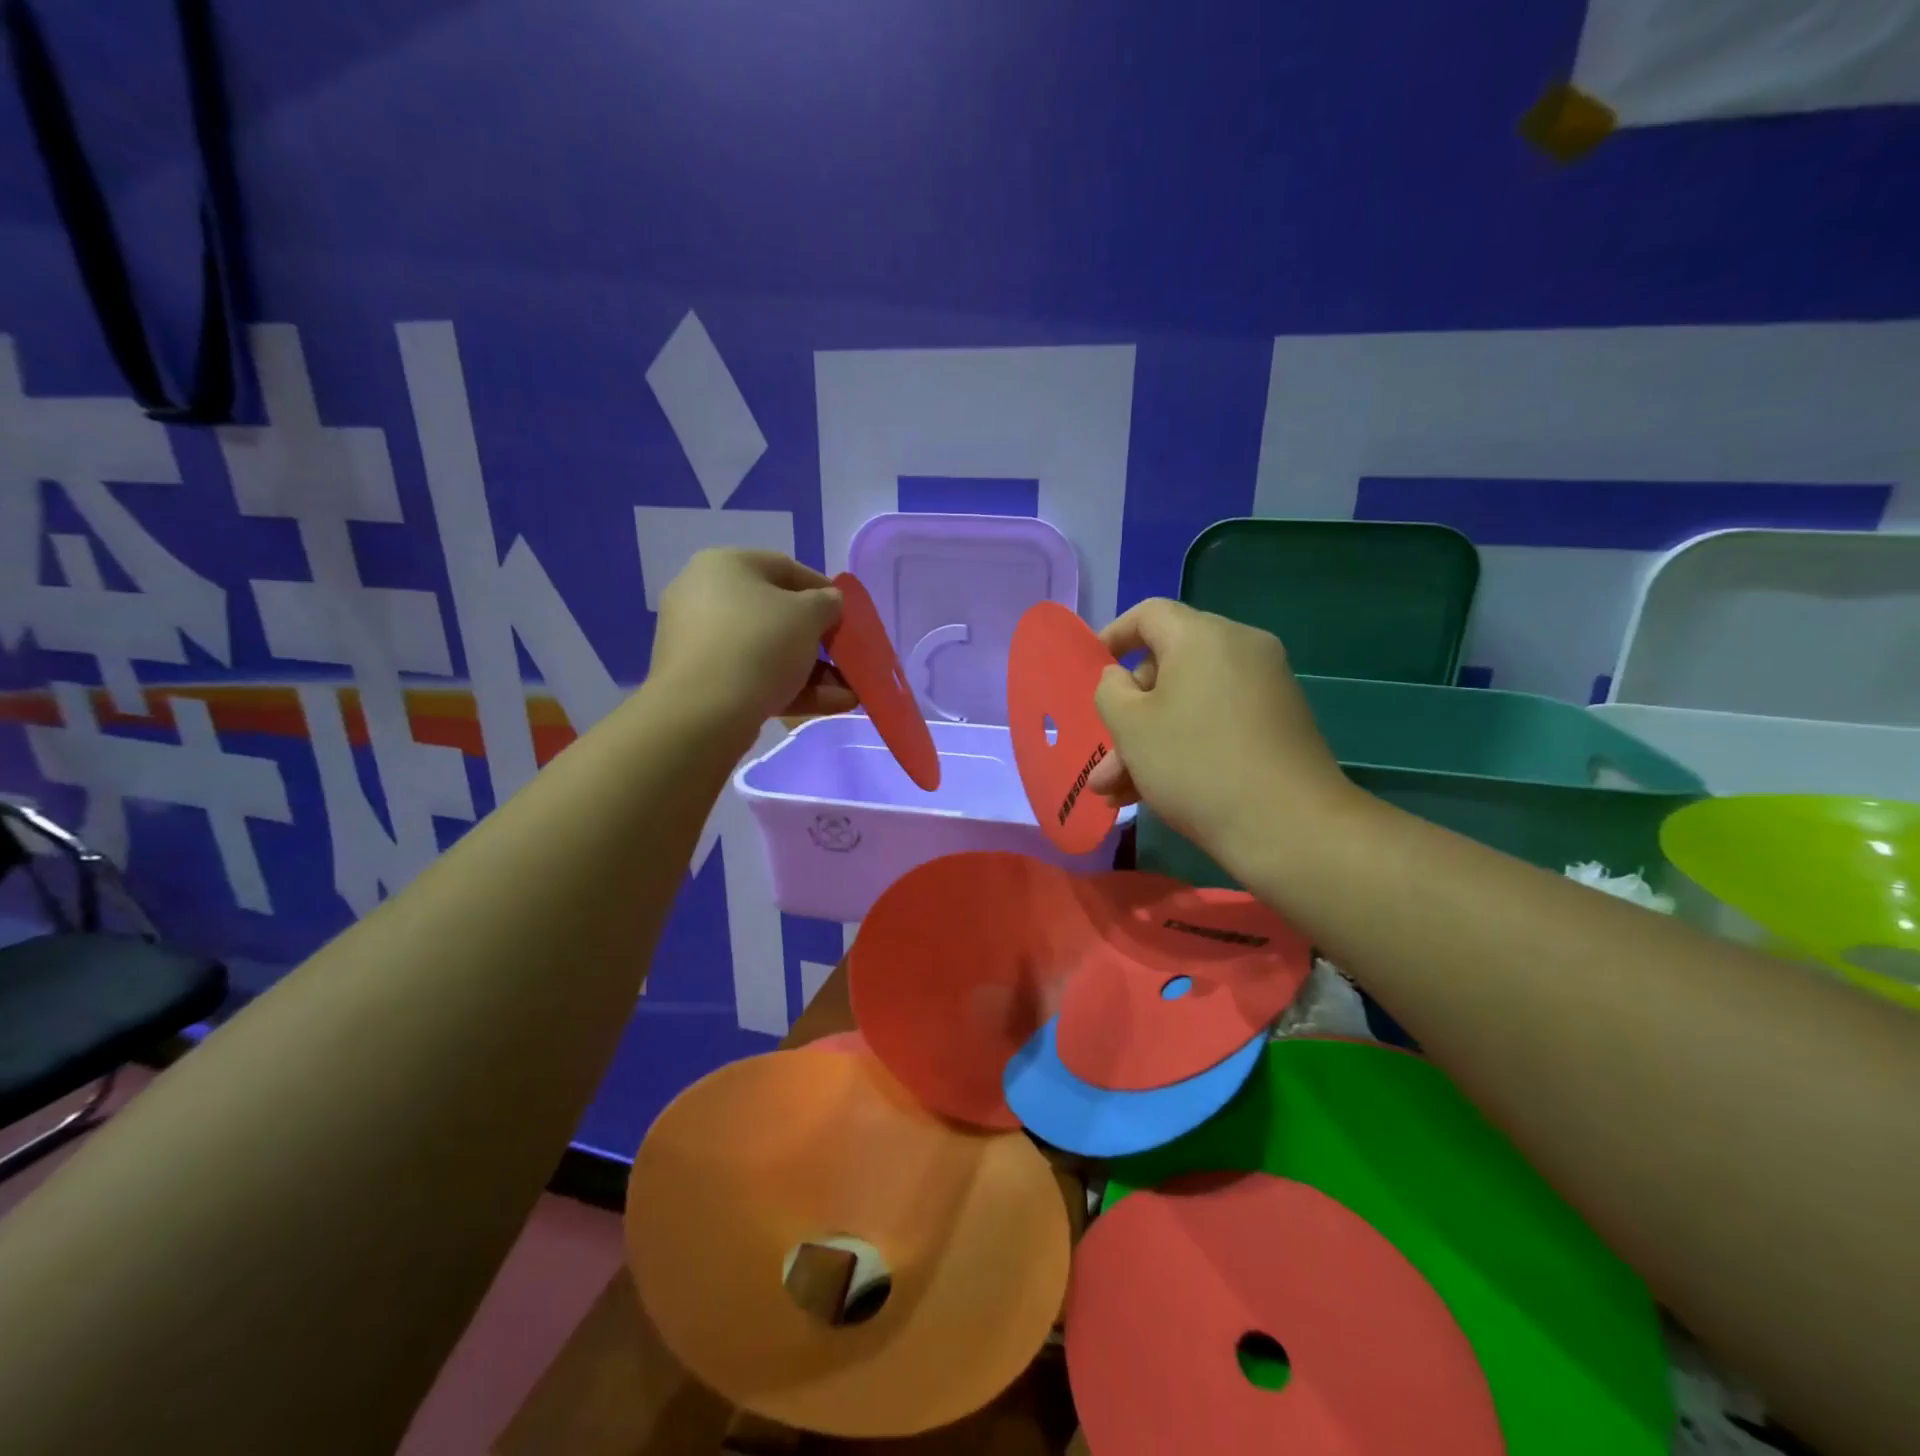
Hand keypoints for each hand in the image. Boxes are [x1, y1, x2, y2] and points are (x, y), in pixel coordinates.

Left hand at [649, 550, 855, 729]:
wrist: (703, 712)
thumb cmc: (759, 644)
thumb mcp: (808, 615)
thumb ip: (826, 602)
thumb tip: (828, 602)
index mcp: (724, 566)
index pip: (784, 568)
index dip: (822, 589)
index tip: (848, 612)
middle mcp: (704, 597)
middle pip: (775, 614)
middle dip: (817, 639)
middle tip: (844, 653)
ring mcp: (700, 643)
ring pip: (767, 651)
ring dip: (811, 670)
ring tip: (848, 691)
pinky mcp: (702, 683)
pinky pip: (754, 677)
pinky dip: (791, 689)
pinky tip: (832, 704)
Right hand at [1088, 598, 1357, 864]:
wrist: (1289, 826)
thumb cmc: (1195, 765)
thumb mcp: (1131, 727)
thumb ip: (1110, 691)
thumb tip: (1121, 679)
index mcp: (1204, 636)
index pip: (1149, 614)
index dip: (1113, 637)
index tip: (1092, 670)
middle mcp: (1241, 649)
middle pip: (1168, 665)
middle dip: (1128, 713)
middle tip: (1104, 757)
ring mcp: (1265, 687)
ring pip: (1189, 702)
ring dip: (1148, 741)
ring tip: (1114, 792)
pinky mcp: (1278, 724)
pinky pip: (1216, 721)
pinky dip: (1184, 745)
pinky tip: (1151, 794)